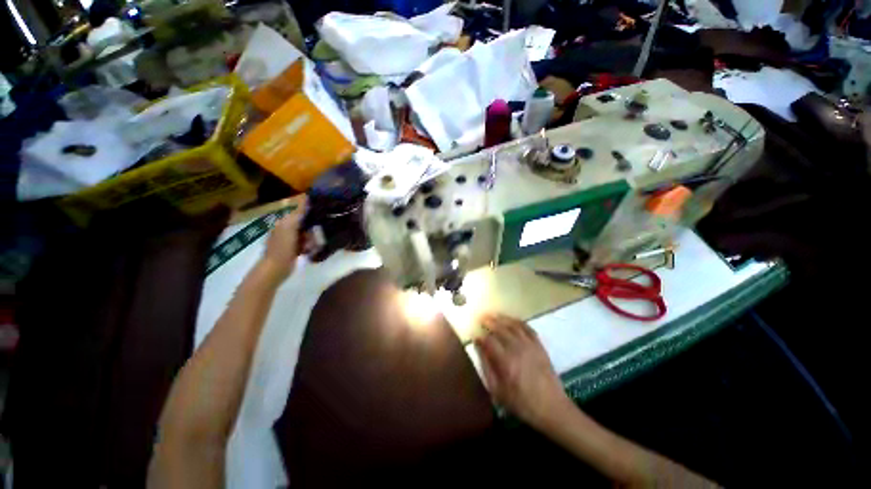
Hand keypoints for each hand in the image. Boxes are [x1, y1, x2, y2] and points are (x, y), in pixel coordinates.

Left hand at [259, 202, 305, 282]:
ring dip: (311, 239)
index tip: (320, 211)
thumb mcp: (290, 227)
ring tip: (309, 246)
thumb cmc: (283, 247)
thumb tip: (305, 196)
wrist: (276, 268)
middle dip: (311, 229)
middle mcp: (286, 227)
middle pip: (306, 223)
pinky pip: (307, 242)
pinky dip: (309, 246)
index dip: (309, 210)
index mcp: (284, 221)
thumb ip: (298, 212)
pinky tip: (308, 251)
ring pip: (308, 233)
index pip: (299, 210)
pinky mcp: (294, 248)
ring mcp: (290, 238)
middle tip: (311, 237)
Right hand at [475, 313, 573, 429]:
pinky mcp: (540, 346)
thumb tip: (479, 349)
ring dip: (503, 318)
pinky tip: (513, 320)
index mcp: (505, 361)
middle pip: (501, 329)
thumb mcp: (498, 391)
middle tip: (482, 318)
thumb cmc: (522, 403)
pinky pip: (528, 328)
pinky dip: (519, 322)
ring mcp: (530, 346)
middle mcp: (517, 349)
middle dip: (490, 322)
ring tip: (494, 315)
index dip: (481, 337)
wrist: (552, 408)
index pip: (489, 341)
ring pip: (514, 325)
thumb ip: (486, 368)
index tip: (475, 336)